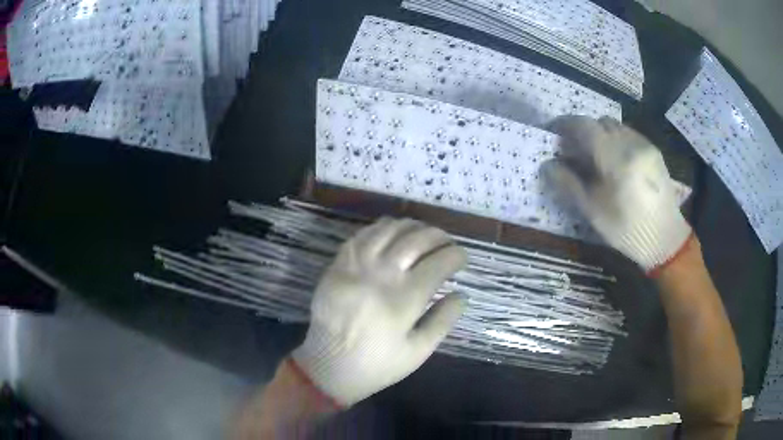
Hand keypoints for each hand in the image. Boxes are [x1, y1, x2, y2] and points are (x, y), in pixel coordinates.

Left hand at [292, 218, 466, 405]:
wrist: (328, 366)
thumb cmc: (377, 364)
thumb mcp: (418, 352)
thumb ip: (443, 320)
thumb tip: (462, 294)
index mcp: (403, 300)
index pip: (439, 263)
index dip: (456, 256)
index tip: (462, 258)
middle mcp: (380, 275)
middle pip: (416, 240)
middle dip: (438, 236)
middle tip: (446, 244)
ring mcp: (356, 266)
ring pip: (389, 230)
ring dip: (412, 227)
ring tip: (423, 234)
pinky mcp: (338, 265)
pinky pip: (362, 235)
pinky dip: (381, 229)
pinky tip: (392, 233)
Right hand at [541, 116, 691, 272]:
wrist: (665, 239)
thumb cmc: (627, 229)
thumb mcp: (593, 212)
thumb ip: (569, 184)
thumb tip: (547, 165)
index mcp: (615, 158)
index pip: (584, 125)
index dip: (565, 125)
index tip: (553, 133)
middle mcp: (631, 143)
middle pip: (600, 122)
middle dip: (584, 130)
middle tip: (575, 150)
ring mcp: (645, 145)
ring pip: (616, 126)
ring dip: (601, 134)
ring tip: (596, 156)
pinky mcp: (654, 151)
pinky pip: (629, 134)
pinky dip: (617, 140)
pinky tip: (616, 162)